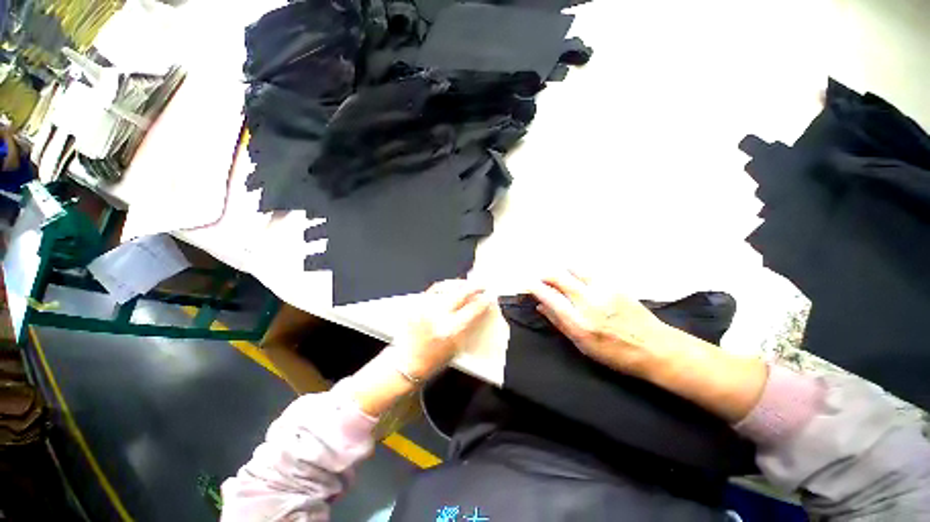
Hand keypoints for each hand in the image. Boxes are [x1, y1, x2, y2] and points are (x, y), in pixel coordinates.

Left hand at [391, 279, 491, 379]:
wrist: (408, 362)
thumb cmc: (435, 359)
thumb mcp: (457, 347)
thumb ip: (468, 326)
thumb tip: (477, 308)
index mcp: (451, 330)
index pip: (473, 310)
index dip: (483, 302)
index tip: (489, 297)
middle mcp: (438, 316)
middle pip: (460, 293)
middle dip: (474, 287)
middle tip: (481, 286)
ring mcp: (425, 308)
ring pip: (446, 287)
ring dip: (459, 284)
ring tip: (467, 284)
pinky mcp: (415, 305)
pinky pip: (433, 290)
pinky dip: (444, 287)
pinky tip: (449, 287)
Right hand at [532, 270, 767, 421]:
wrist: (656, 348)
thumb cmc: (615, 353)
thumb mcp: (582, 345)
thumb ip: (559, 323)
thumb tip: (541, 306)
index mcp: (578, 322)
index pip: (549, 297)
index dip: (535, 287)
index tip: (528, 284)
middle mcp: (588, 302)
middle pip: (558, 277)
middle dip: (545, 275)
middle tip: (541, 278)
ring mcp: (603, 290)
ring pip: (574, 269)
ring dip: (563, 271)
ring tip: (561, 278)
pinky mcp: (615, 284)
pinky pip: (590, 272)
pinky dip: (579, 273)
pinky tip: (579, 279)